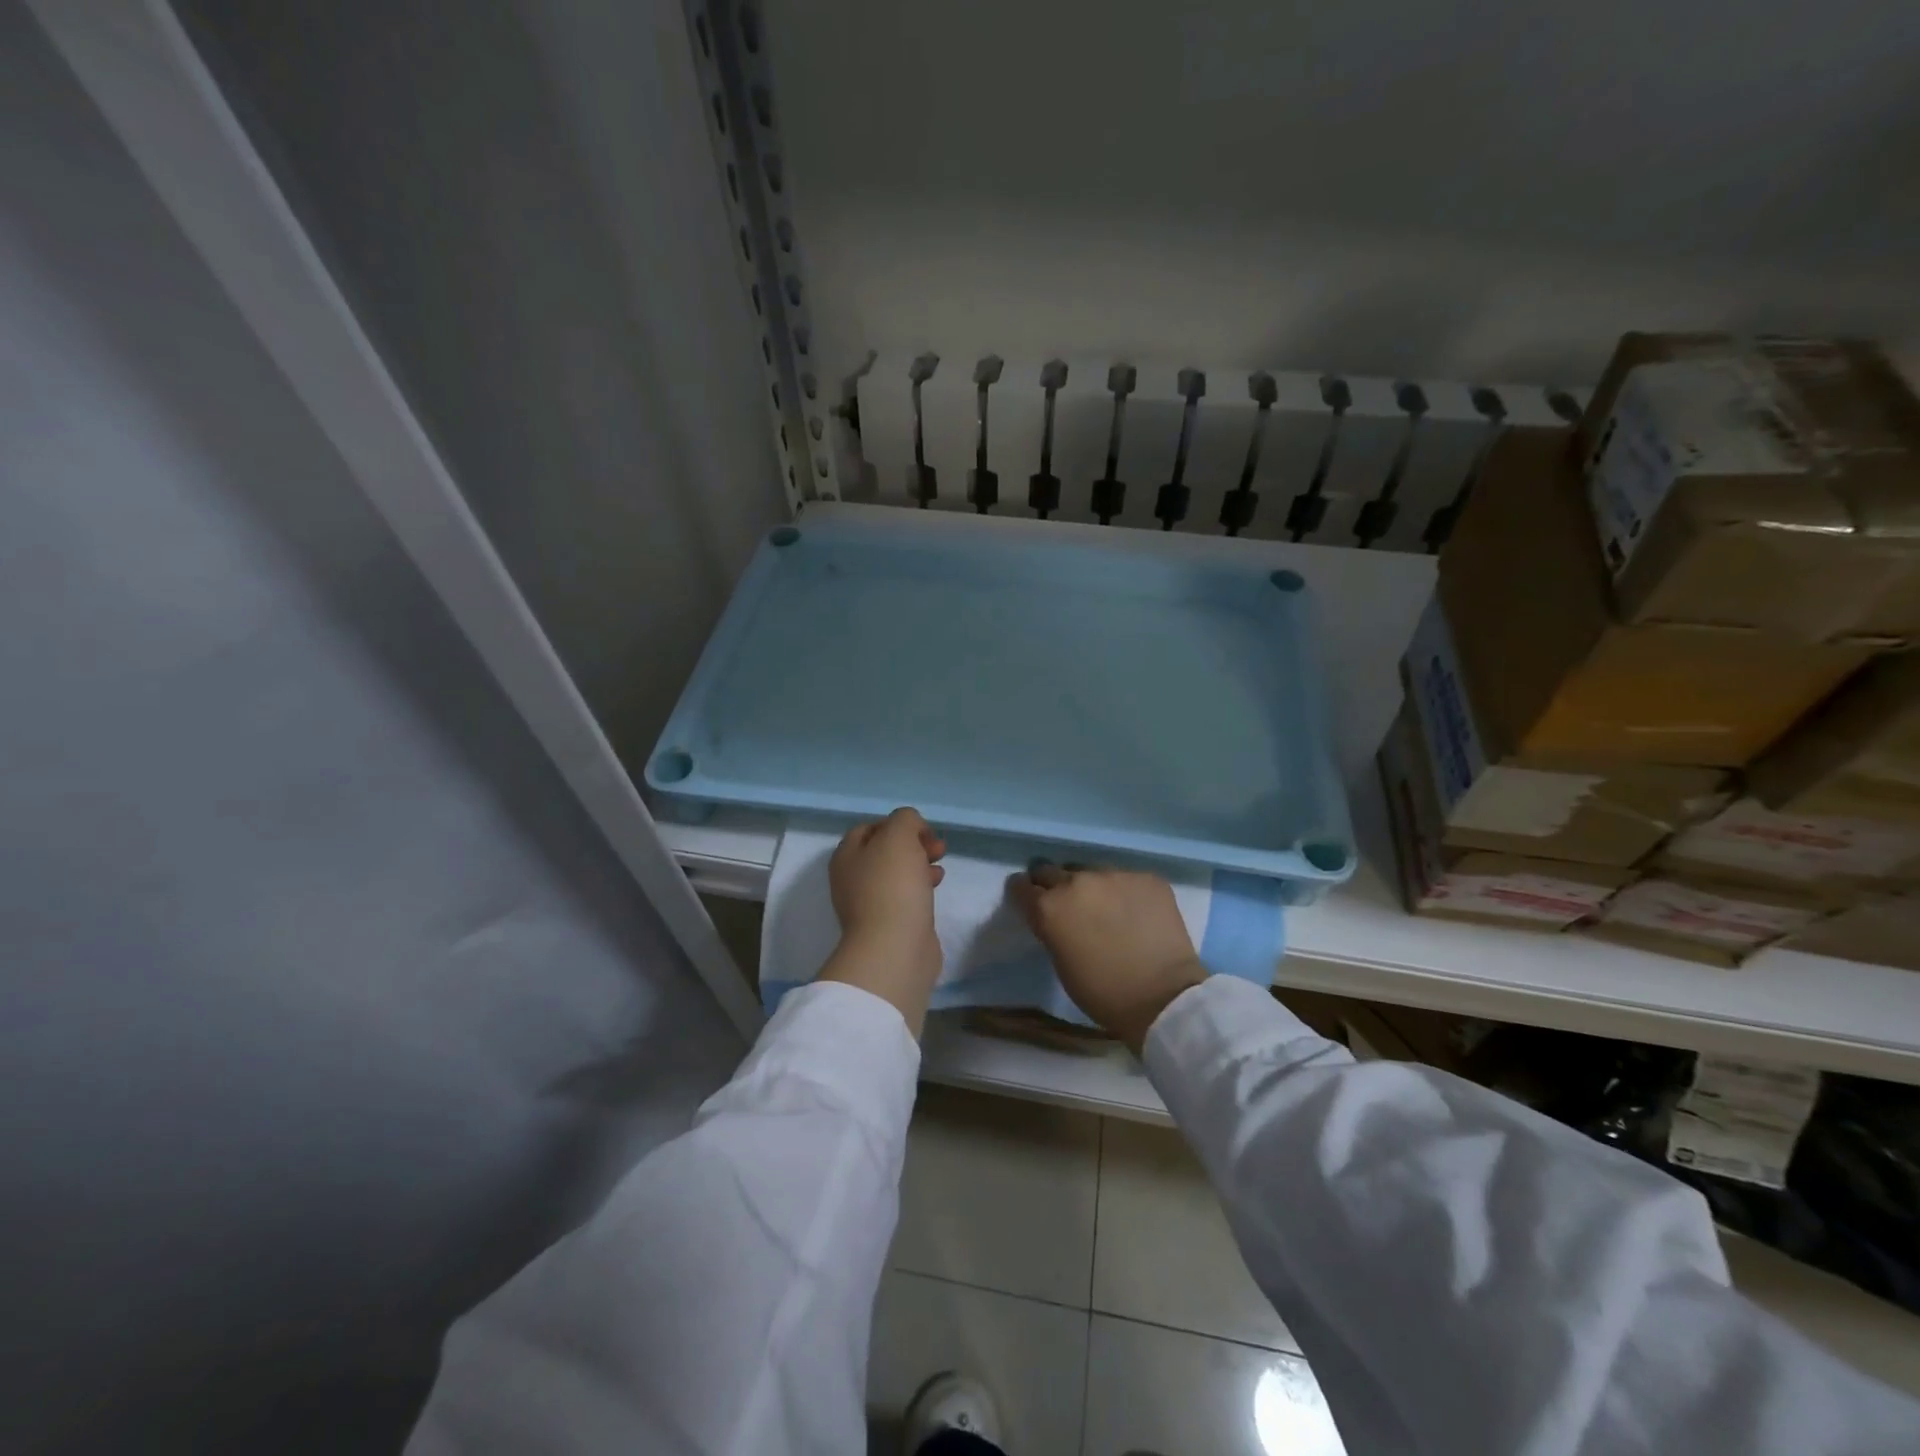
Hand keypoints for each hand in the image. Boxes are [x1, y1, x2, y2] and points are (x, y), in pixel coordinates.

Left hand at [818, 808, 946, 1035]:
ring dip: (920, 864)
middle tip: (937, 847)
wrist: (895, 947)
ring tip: (940, 867)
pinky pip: (905, 895)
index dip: (897, 823)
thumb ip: (905, 820)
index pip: (870, 827)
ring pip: (897, 873)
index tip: (923, 831)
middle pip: (885, 851)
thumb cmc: (892, 885)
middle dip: (914, 844)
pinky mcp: (889, 923)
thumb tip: (912, 828)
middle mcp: (852, 878)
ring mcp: (869, 903)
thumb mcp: (898, 836)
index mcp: (846, 856)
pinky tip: (937, 887)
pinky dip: (922, 886)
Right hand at [1009, 864, 1206, 1052]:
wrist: (1164, 997)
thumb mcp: (1061, 963)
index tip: (1029, 898)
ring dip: (1091, 886)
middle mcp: (1077, 882)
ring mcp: (1114, 875)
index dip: (1023, 892)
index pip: (1021, 886)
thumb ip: (1051, 929)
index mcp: (1049, 907)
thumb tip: (1055, 916)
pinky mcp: (1146, 878)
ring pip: (1091, 871)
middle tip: (1066, 904)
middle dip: (1053, 885)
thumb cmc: (1103, 992)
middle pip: (1051, 871)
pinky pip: (1126, 878)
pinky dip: (1125, 892)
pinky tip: (1136, 912)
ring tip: (1106, 907)